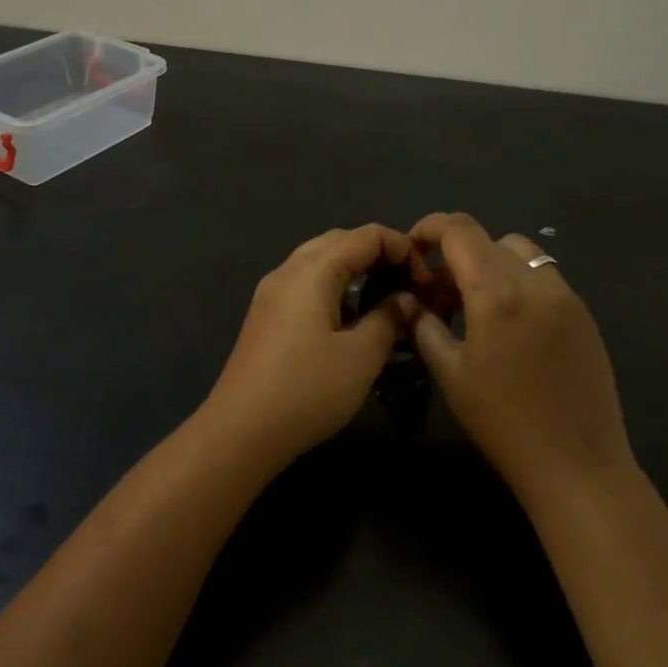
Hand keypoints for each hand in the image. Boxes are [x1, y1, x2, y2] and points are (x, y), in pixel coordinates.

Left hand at [200, 225, 417, 465]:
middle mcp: (287, 271)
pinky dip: (334, 288)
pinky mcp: (266, 315)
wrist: (241, 430)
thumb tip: (407, 299)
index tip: (426, 280)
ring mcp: (272, 293)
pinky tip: (351, 317)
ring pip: (319, 262)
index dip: (401, 248)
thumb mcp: (361, 356)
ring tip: (386, 298)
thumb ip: (389, 319)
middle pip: (339, 241)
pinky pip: (306, 284)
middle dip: (378, 254)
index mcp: (312, 271)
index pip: (364, 235)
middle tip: (409, 284)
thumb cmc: (307, 390)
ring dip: (355, 270)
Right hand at [407, 212, 632, 496]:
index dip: (430, 227)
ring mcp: (567, 296)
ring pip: (521, 253)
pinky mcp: (584, 315)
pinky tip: (509, 324)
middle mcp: (536, 281)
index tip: (413, 246)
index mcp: (497, 292)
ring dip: (491, 263)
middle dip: (456, 253)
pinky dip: (518, 282)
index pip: (460, 230)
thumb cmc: (502, 421)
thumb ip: (424, 326)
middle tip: (438, 291)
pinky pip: (544, 277)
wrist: (577, 465)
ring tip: (476, 305)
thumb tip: (410, 301)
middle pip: (489, 239)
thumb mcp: (450, 373)